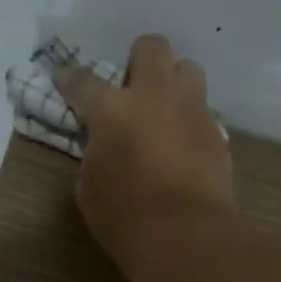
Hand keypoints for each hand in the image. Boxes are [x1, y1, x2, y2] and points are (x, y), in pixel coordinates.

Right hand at [53, 33, 233, 280]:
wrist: (184, 234)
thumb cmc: (124, 216)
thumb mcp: (89, 186)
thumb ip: (96, 154)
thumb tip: (105, 146)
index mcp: (112, 109)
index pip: (83, 80)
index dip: (69, 77)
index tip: (63, 76)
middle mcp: (154, 95)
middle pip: (152, 47)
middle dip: (140, 60)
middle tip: (132, 87)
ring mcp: (192, 110)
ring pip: (189, 68)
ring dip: (174, 82)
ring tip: (165, 109)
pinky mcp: (217, 132)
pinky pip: (203, 110)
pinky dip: (190, 120)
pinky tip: (184, 144)